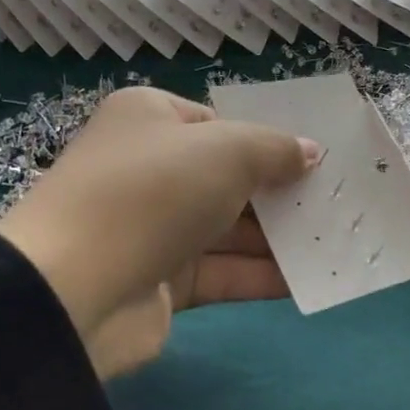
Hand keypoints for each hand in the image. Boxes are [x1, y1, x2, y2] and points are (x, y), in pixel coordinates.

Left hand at [0, 88, 319, 378]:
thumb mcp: (227, 151)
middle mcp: (149, 168)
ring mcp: (153, 228)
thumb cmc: (154, 192)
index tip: (314, 157)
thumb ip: (275, 149)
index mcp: (150, 119)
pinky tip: (309, 277)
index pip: (218, 122)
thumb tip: (311, 151)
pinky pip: (222, 271)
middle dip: (281, 190)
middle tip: (336, 199)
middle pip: (228, 176)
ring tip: (335, 238)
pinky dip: (261, 274)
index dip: (268, 138)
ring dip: (279, 235)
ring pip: (228, 227)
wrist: (73, 290)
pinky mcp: (160, 281)